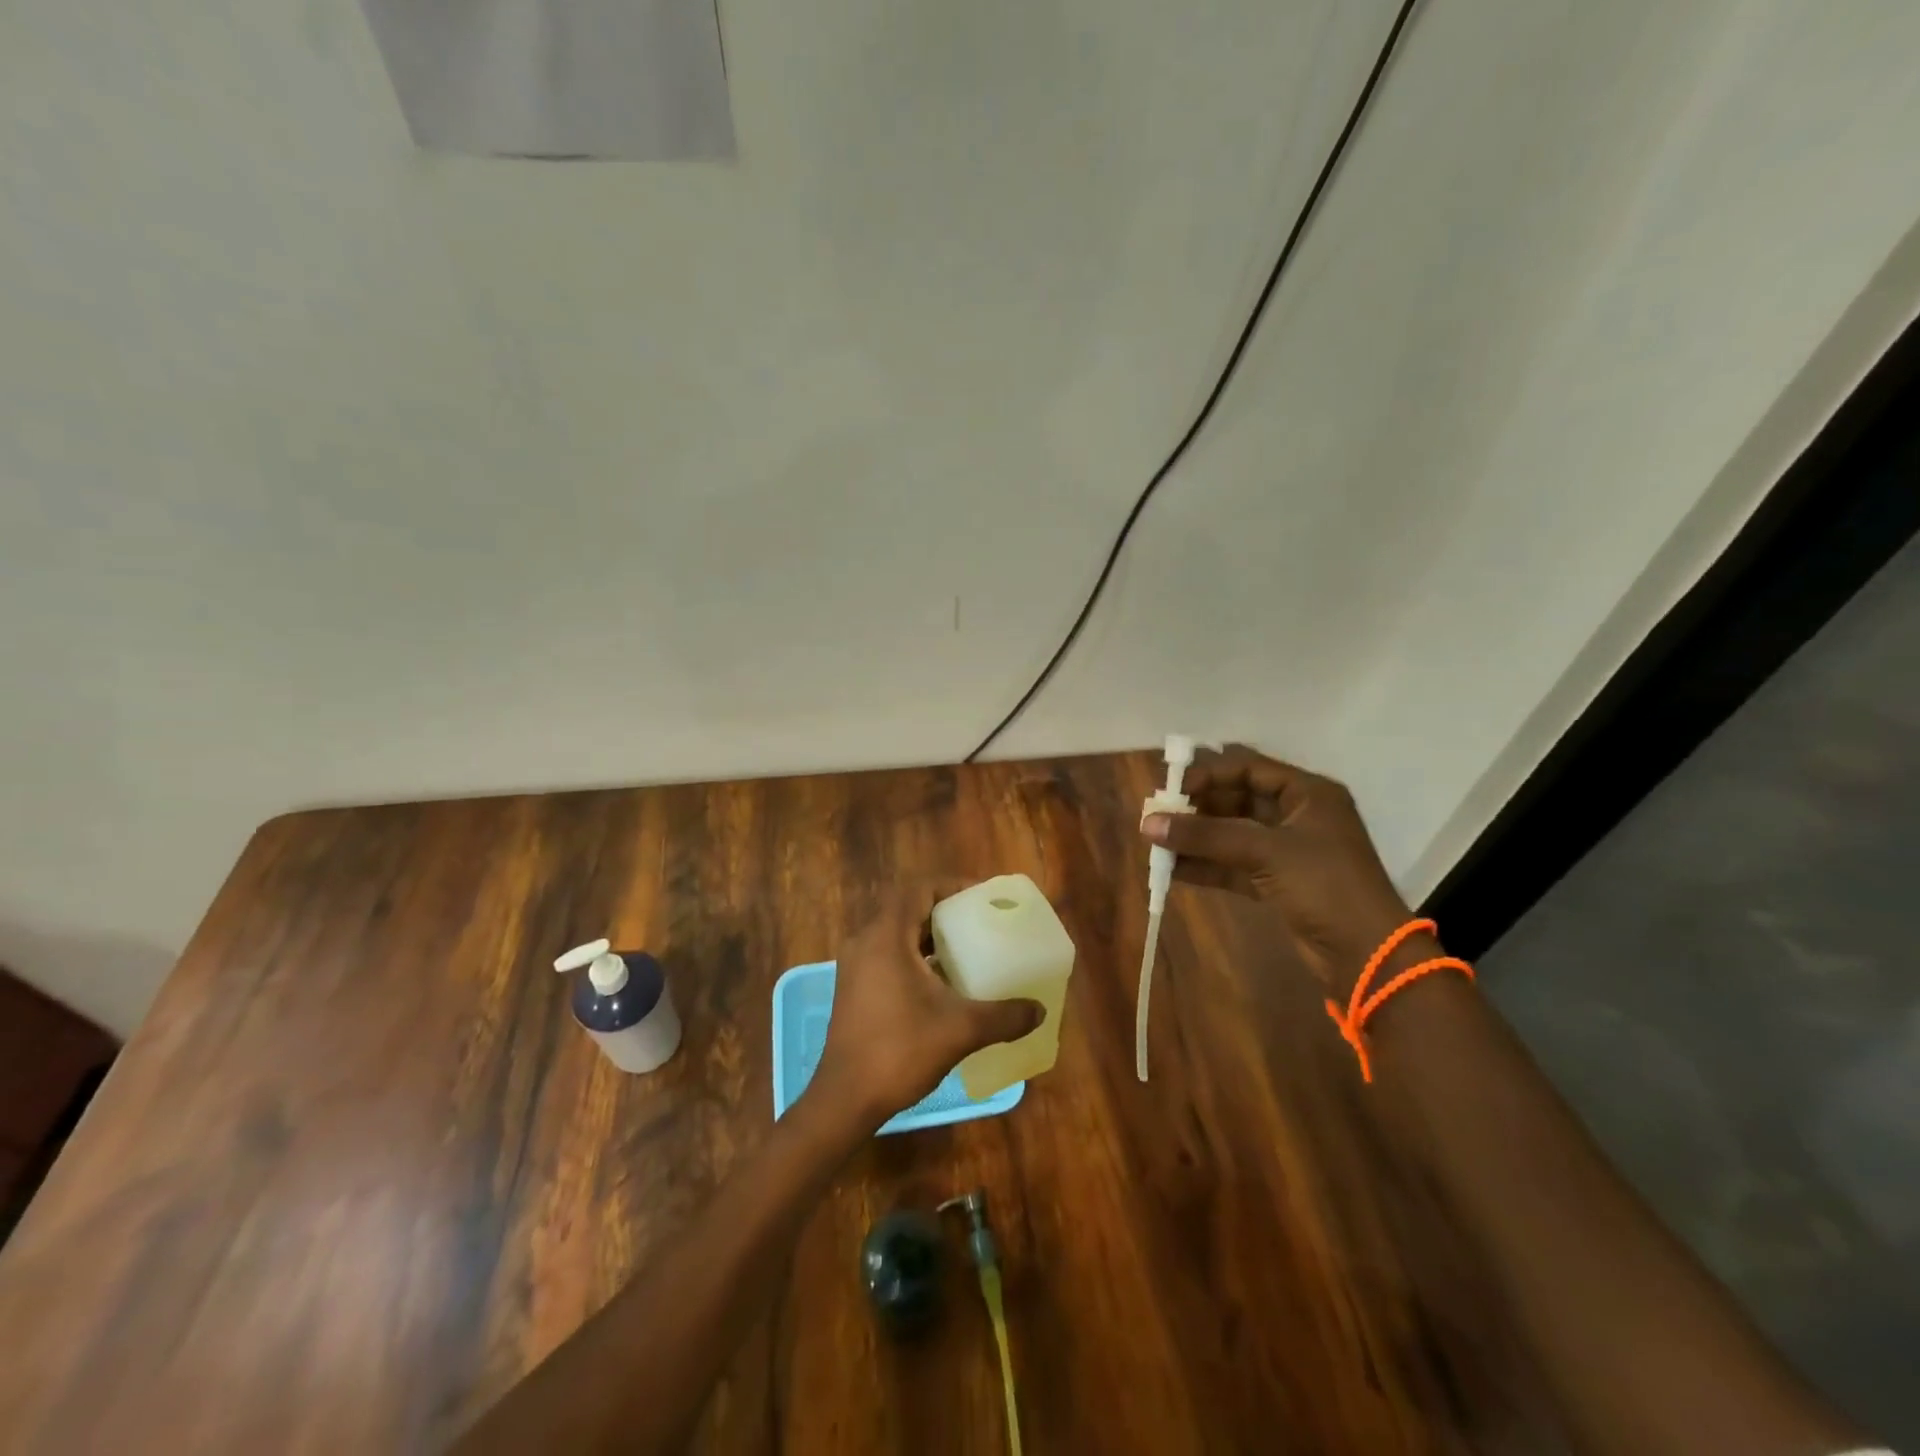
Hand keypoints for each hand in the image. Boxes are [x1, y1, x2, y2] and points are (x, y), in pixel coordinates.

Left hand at [808, 886, 1043, 1131]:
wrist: (845, 1098)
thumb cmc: (900, 1051)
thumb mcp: (960, 1030)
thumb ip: (1003, 1016)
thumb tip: (1039, 1011)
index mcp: (886, 937)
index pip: (918, 890)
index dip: (951, 886)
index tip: (981, 897)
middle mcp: (866, 942)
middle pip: (907, 908)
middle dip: (944, 910)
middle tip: (979, 921)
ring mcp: (855, 966)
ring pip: (896, 933)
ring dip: (928, 935)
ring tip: (966, 948)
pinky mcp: (853, 988)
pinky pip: (887, 954)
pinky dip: (914, 956)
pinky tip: (941, 982)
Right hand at [1140, 744, 1420, 999]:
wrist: (1368, 955)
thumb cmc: (1324, 885)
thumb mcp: (1264, 851)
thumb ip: (1205, 836)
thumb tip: (1147, 823)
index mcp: (1307, 793)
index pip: (1248, 768)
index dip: (1208, 774)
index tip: (1171, 789)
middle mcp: (1297, 815)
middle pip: (1237, 800)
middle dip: (1197, 808)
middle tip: (1158, 816)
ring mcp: (1288, 851)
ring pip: (1232, 834)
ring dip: (1197, 838)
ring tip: (1156, 842)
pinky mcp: (1278, 882)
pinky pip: (1234, 864)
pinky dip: (1206, 865)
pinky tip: (1172, 870)